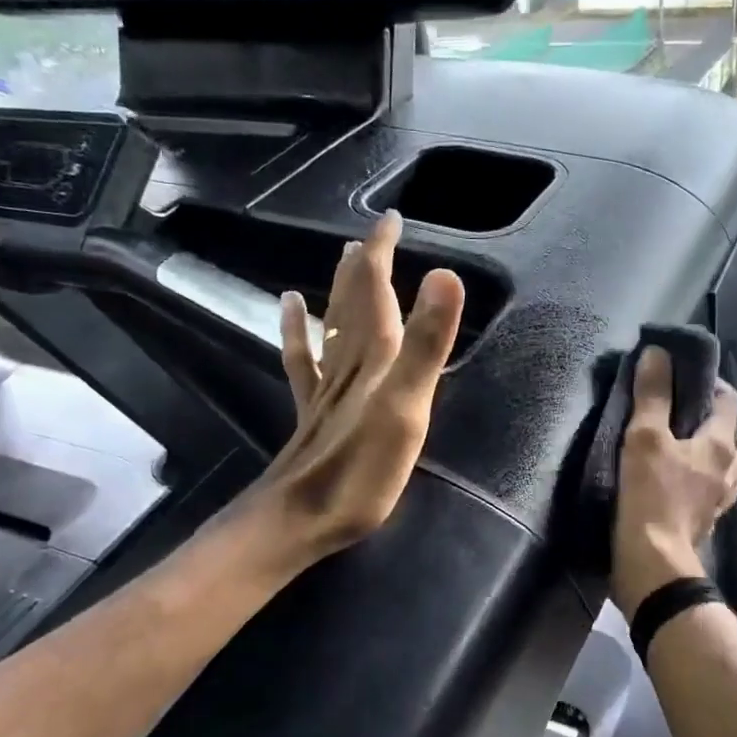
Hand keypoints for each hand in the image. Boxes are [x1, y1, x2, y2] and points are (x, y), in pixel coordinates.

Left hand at [251, 210, 464, 566]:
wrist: (302, 517)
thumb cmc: (362, 470)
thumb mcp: (407, 407)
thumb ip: (426, 344)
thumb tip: (446, 274)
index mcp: (374, 357)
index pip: (376, 289)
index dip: (384, 252)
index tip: (393, 219)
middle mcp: (348, 362)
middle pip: (354, 300)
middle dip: (366, 263)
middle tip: (376, 233)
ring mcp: (327, 386)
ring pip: (333, 324)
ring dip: (341, 289)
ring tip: (344, 257)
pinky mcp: (314, 409)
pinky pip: (304, 357)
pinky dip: (297, 327)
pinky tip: (290, 307)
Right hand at [610, 346, 736, 616]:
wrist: (652, 563)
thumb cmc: (651, 496)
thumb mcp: (645, 438)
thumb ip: (652, 395)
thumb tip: (657, 353)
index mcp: (721, 447)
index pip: (729, 402)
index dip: (712, 385)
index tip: (686, 377)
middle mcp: (728, 473)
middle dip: (719, 428)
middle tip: (688, 422)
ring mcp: (718, 503)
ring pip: (727, 473)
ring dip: (713, 461)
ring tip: (682, 454)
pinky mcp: (702, 526)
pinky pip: (708, 497)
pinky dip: (698, 487)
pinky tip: (675, 487)